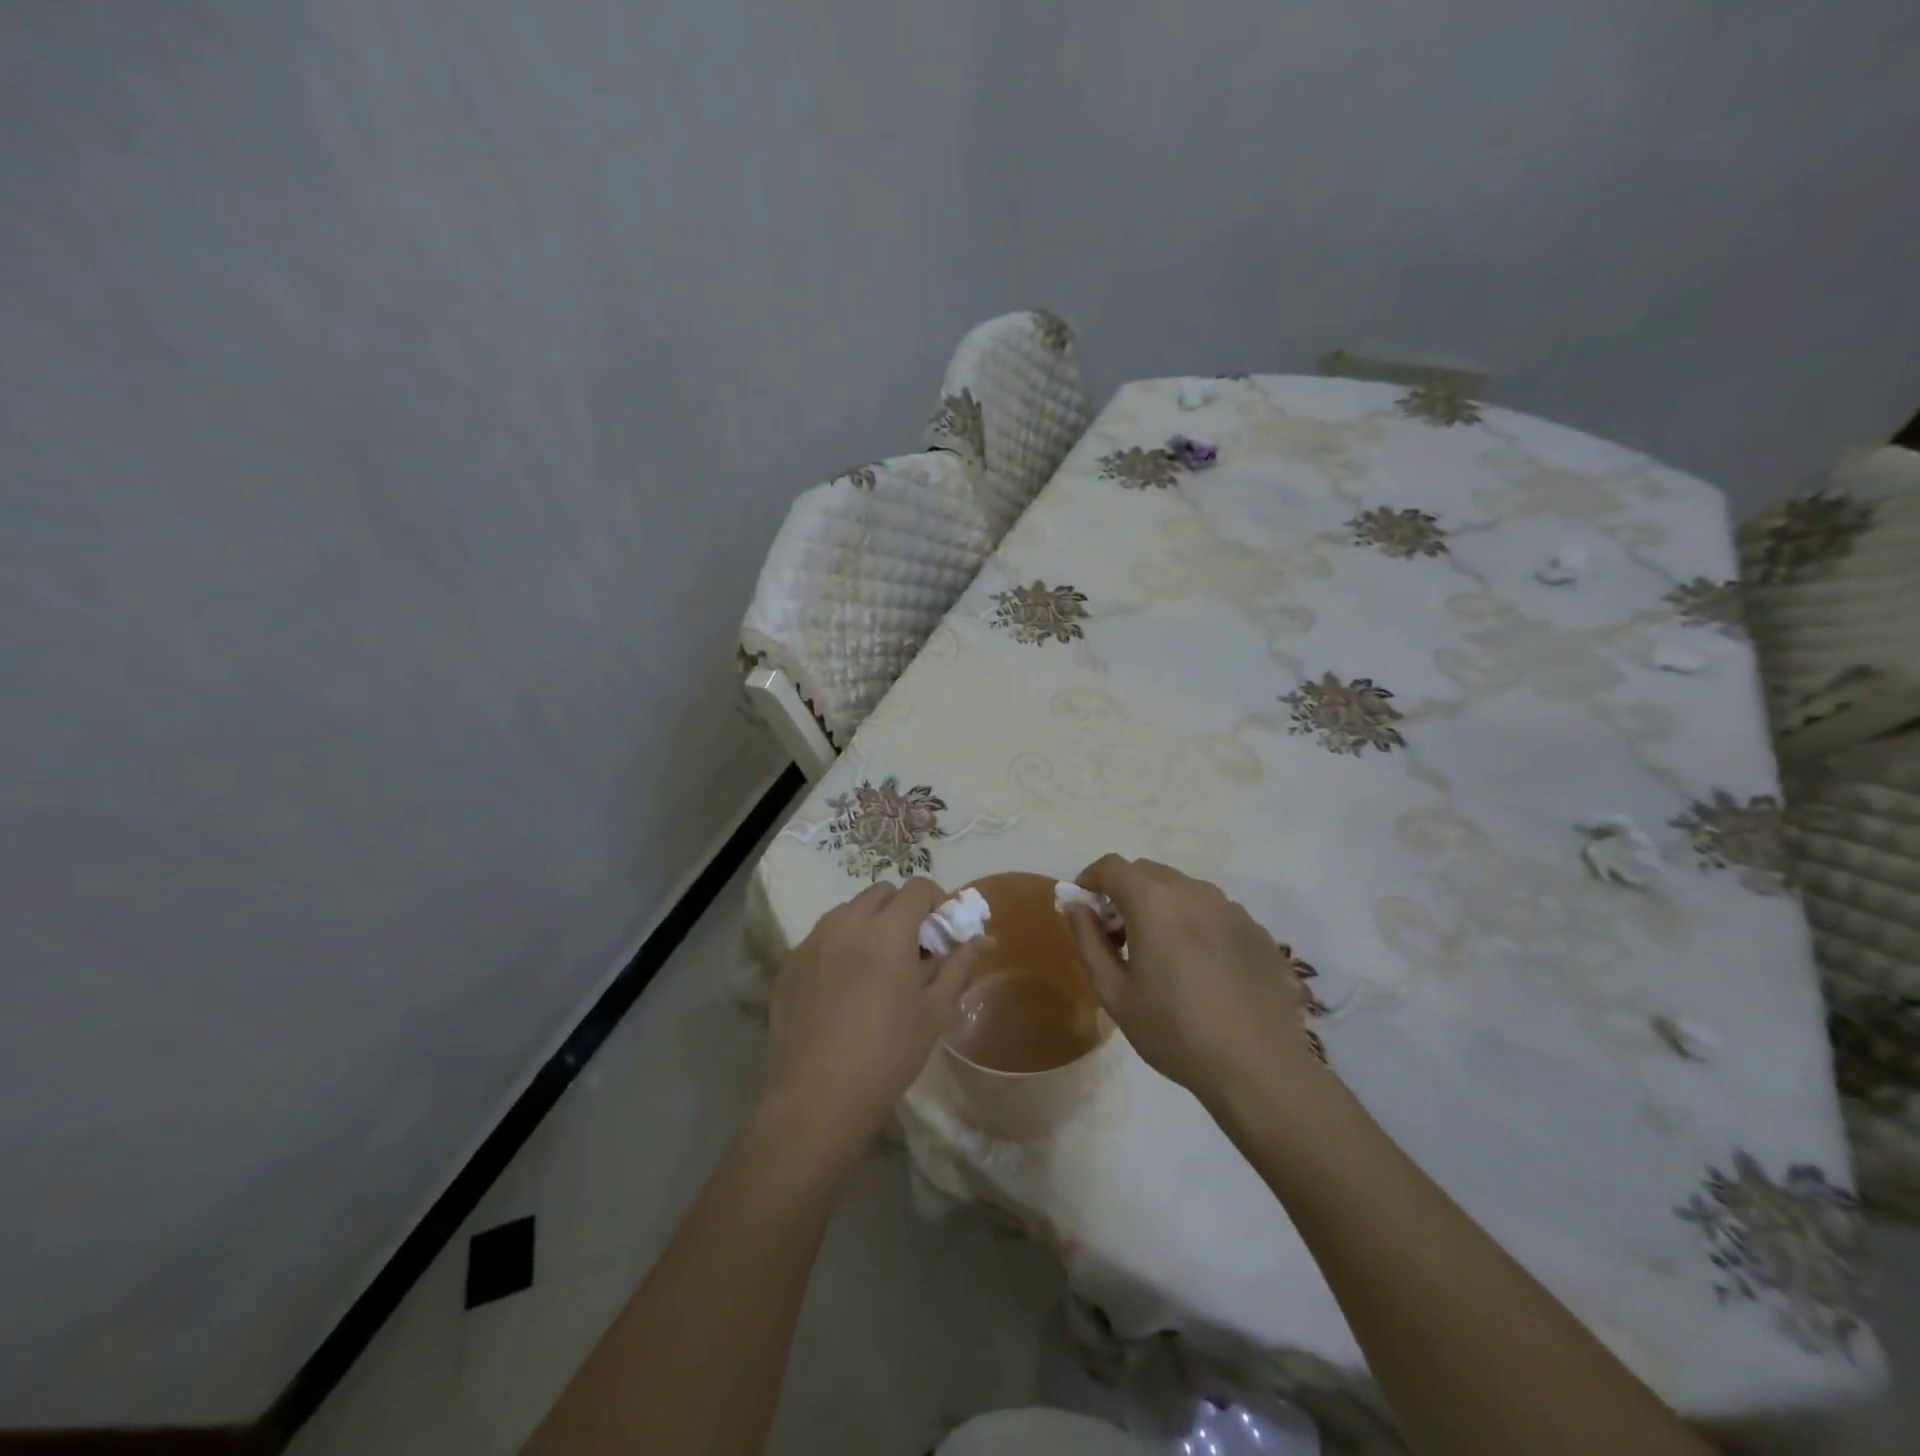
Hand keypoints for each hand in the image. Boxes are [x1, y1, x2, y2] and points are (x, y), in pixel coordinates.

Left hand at [764, 879, 991, 1161]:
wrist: (818, 1098)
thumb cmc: (888, 1053)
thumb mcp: (934, 1011)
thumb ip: (959, 966)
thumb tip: (985, 939)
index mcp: (887, 930)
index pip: (917, 888)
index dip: (936, 902)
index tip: (941, 932)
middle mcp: (846, 923)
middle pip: (881, 893)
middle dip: (902, 910)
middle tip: (911, 950)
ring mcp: (812, 941)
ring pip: (848, 912)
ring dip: (869, 924)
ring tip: (876, 969)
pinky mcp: (789, 964)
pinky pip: (821, 938)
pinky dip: (839, 947)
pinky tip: (843, 990)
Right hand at [1063, 856, 1324, 1107]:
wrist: (1258, 1067)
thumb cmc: (1175, 1031)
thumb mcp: (1115, 994)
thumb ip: (1088, 941)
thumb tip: (1075, 907)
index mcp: (1154, 901)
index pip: (1111, 866)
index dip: (1090, 879)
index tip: (1084, 907)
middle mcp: (1193, 891)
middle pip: (1147, 872)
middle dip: (1124, 892)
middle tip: (1118, 935)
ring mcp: (1230, 908)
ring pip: (1182, 889)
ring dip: (1161, 905)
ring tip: (1161, 952)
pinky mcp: (1256, 929)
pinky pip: (1213, 910)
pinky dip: (1194, 922)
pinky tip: (1200, 967)